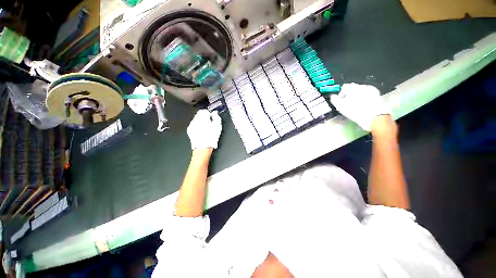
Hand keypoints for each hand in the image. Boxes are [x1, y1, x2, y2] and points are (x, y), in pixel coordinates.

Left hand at [187, 110, 221, 149]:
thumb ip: (217, 117)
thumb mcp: (218, 127)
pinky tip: (202, 132)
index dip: (208, 113)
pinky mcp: (190, 130)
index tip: (211, 117)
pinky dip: (197, 127)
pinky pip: (194, 125)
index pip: (203, 110)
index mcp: (202, 118)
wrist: (203, 148)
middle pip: (199, 114)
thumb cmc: (211, 138)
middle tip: (210, 123)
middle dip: (204, 117)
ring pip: (196, 120)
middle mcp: (195, 120)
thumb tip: (215, 113)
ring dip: (201, 122)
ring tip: (206, 129)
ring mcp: (191, 125)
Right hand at [330, 83, 389, 130]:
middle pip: (352, 88)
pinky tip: (363, 105)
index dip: (341, 94)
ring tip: (356, 105)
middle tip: (348, 104)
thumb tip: (333, 96)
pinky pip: (367, 94)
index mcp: (352, 87)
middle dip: (349, 95)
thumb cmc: (355, 111)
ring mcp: (370, 89)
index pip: (344, 87)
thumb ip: (335, 100)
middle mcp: (362, 86)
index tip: (341, 102)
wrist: (373, 117)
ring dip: (357, 96)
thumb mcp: (340, 107)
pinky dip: (364, 98)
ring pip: (360, 91)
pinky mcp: (377, 94)